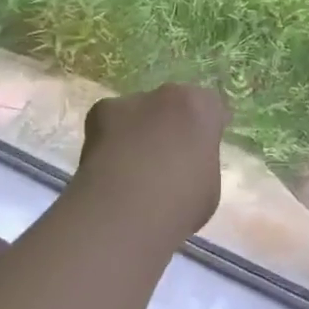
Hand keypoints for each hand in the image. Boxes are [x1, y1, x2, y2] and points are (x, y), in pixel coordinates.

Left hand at [75, 83, 230, 239]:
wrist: (125, 213)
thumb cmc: (179, 205)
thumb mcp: (209, 186)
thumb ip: (200, 162)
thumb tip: (186, 165)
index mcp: (202, 108)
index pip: (210, 108)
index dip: (204, 130)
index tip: (198, 152)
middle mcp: (168, 95)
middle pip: (173, 105)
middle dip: (170, 125)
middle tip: (164, 160)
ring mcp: (132, 101)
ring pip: (139, 113)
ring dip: (138, 132)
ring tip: (130, 170)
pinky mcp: (99, 112)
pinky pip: (109, 123)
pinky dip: (108, 140)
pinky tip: (107, 169)